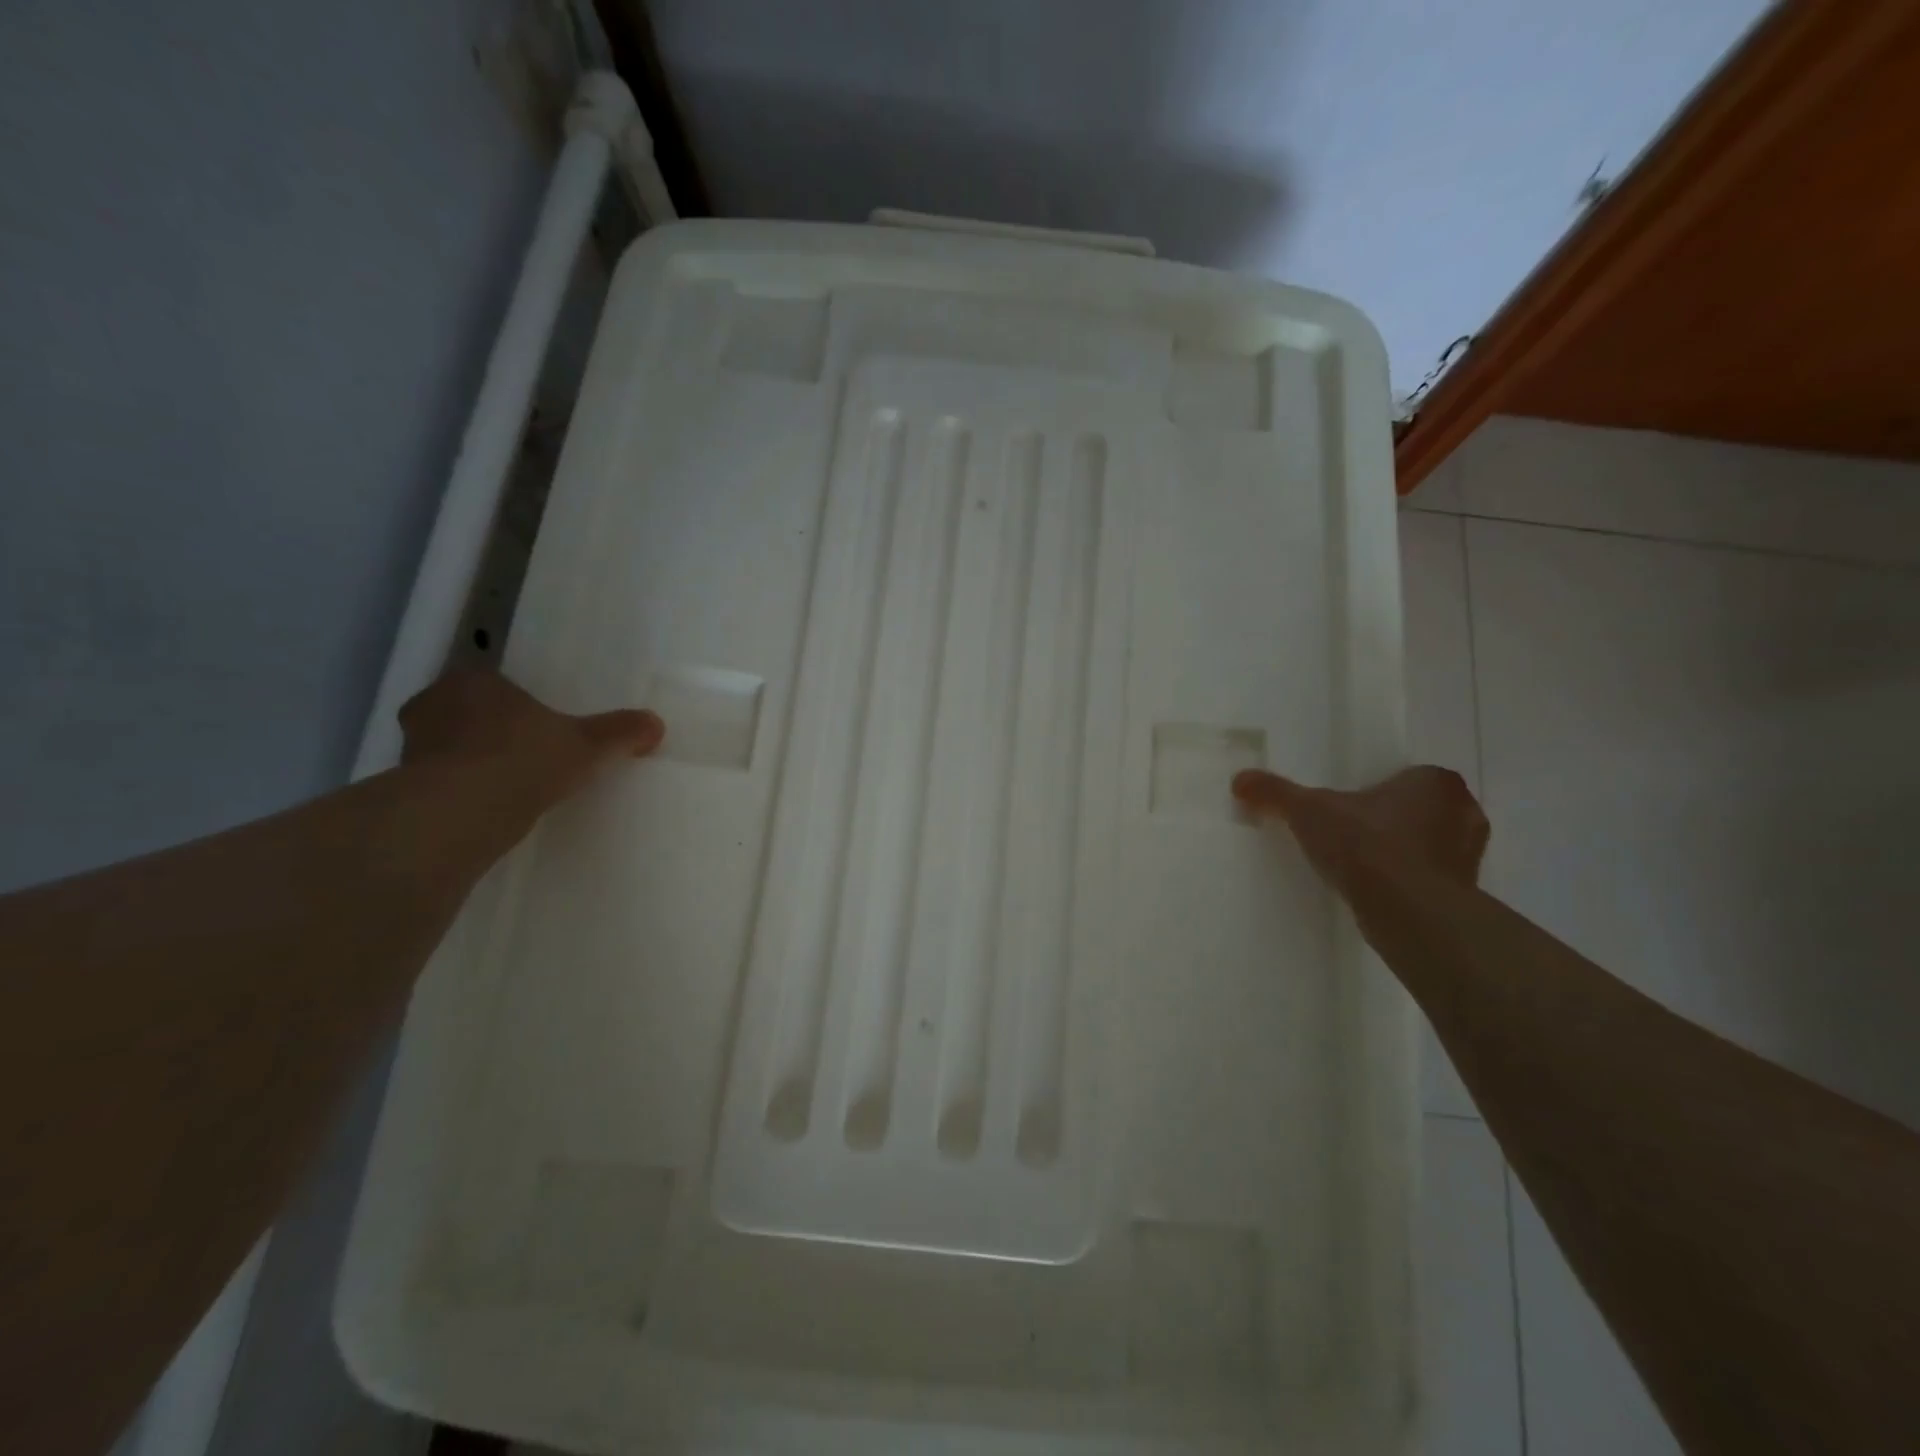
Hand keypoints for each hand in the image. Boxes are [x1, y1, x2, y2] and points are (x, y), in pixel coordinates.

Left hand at [398, 669, 663, 816]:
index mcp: (474, 681)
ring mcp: (410, 746)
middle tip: (524, 755)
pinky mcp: (401, 786)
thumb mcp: (587, 744)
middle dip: (489, 732)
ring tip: (506, 787)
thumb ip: (620, 733)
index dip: (516, 704)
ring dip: (470, 763)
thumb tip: (656, 723)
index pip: (494, 684)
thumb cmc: (524, 759)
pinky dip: (456, 793)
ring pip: (447, 748)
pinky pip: (436, 783)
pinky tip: (485, 811)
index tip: (538, 727)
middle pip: (466, 713)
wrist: (462, 811)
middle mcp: (433, 704)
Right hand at [1232, 766, 1487, 894]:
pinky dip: (1408, 883)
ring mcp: (1469, 856)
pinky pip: (1430, 879)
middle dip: (1393, 821)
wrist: (1408, 912)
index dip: (1378, 792)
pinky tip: (1377, 892)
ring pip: (1429, 845)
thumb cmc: (1366, 845)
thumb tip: (1239, 779)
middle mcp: (1464, 812)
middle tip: (1353, 834)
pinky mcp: (1465, 894)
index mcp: (1435, 781)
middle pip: (1421, 810)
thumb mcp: (1308, 811)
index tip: (1350, 808)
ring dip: (1403, 853)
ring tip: (1362, 866)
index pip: (1407, 777)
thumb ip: (1276, 793)